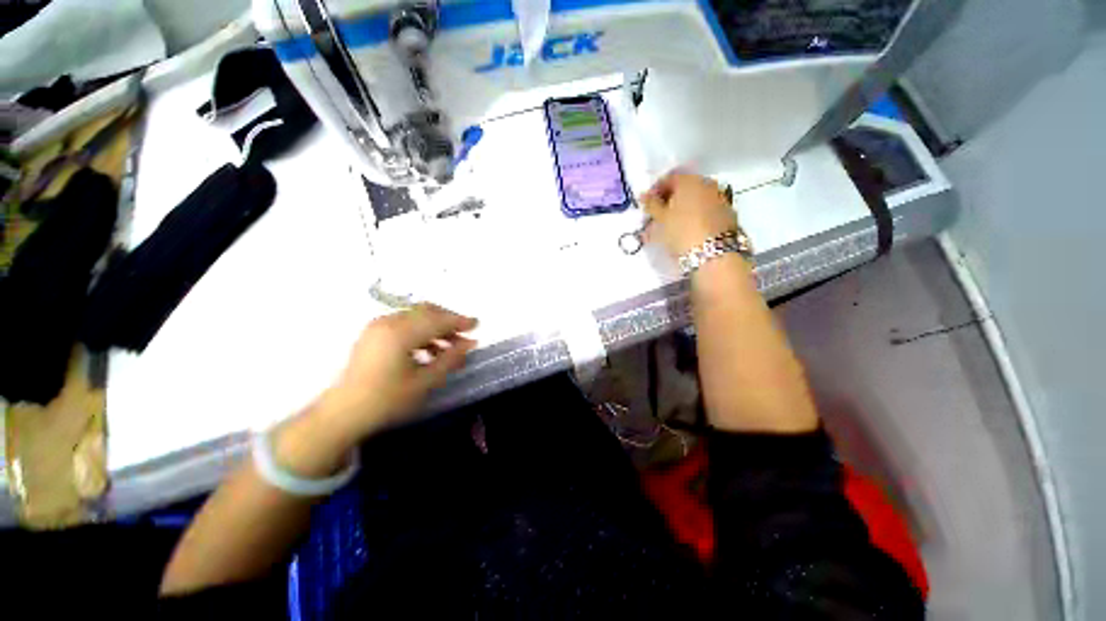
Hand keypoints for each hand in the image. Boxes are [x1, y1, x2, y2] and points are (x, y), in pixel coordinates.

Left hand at [315, 303, 477, 440]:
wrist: (342, 414)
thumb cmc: (386, 400)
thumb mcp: (424, 382)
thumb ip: (450, 359)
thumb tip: (470, 343)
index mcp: (400, 333)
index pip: (438, 320)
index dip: (460, 321)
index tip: (477, 325)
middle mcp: (388, 322)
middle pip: (427, 311)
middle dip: (449, 321)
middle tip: (465, 335)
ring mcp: (378, 326)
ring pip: (416, 316)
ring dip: (436, 327)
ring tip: (450, 347)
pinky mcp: (373, 333)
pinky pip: (405, 323)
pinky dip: (421, 331)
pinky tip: (430, 350)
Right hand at [640, 171, 737, 257]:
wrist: (714, 254)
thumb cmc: (682, 231)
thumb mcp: (661, 218)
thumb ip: (651, 204)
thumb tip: (644, 195)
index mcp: (689, 180)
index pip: (668, 178)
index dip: (655, 191)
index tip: (647, 207)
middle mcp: (707, 183)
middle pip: (684, 187)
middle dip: (670, 200)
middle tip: (658, 216)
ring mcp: (720, 198)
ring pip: (696, 199)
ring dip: (683, 209)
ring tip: (672, 226)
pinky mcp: (728, 214)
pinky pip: (706, 209)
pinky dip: (695, 216)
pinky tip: (689, 230)